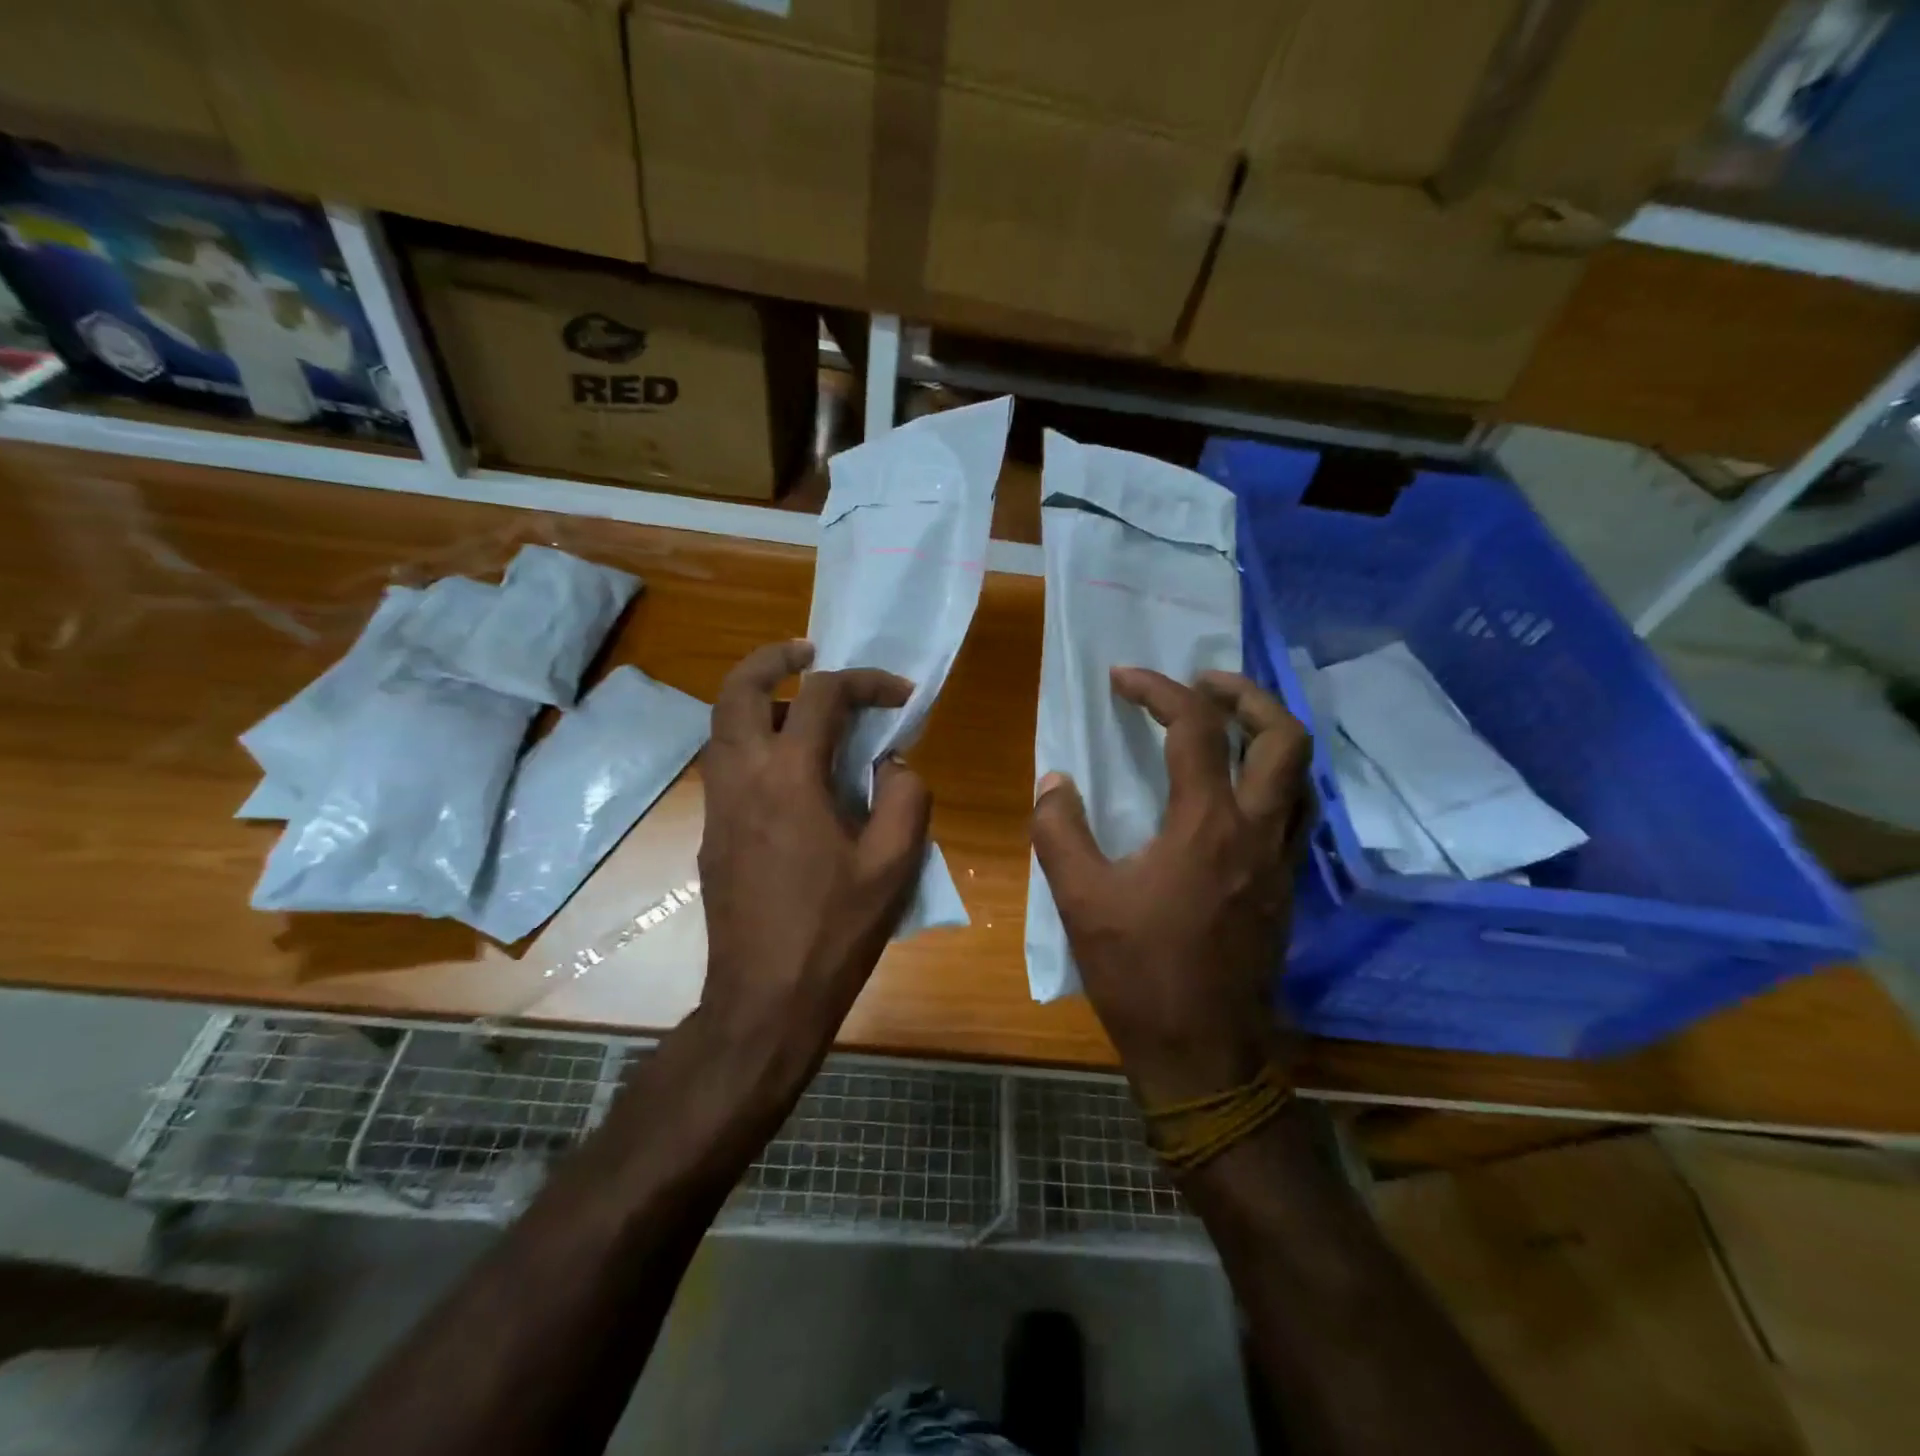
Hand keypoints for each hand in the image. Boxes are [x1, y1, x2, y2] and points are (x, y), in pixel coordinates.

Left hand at [697, 640, 931, 1083]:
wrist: (763, 999)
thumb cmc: (834, 932)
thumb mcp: (894, 865)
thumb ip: (905, 797)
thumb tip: (891, 765)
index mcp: (789, 778)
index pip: (822, 696)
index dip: (867, 681)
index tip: (901, 695)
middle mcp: (741, 778)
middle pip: (737, 689)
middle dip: (774, 658)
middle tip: (810, 652)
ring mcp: (717, 805)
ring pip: (721, 724)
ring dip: (758, 699)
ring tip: (804, 710)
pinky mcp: (711, 832)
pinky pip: (724, 762)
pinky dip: (751, 740)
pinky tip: (792, 772)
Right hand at [1031, 668, 1309, 1108]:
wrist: (1204, 1053)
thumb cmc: (1140, 974)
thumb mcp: (1080, 900)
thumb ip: (1060, 831)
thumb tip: (1054, 783)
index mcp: (1206, 826)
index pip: (1195, 729)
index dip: (1158, 690)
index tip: (1123, 678)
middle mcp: (1257, 832)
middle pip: (1283, 736)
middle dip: (1244, 694)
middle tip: (1201, 683)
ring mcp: (1281, 861)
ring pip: (1302, 774)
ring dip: (1268, 734)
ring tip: (1224, 725)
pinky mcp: (1285, 887)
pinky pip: (1294, 811)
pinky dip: (1271, 779)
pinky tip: (1232, 793)